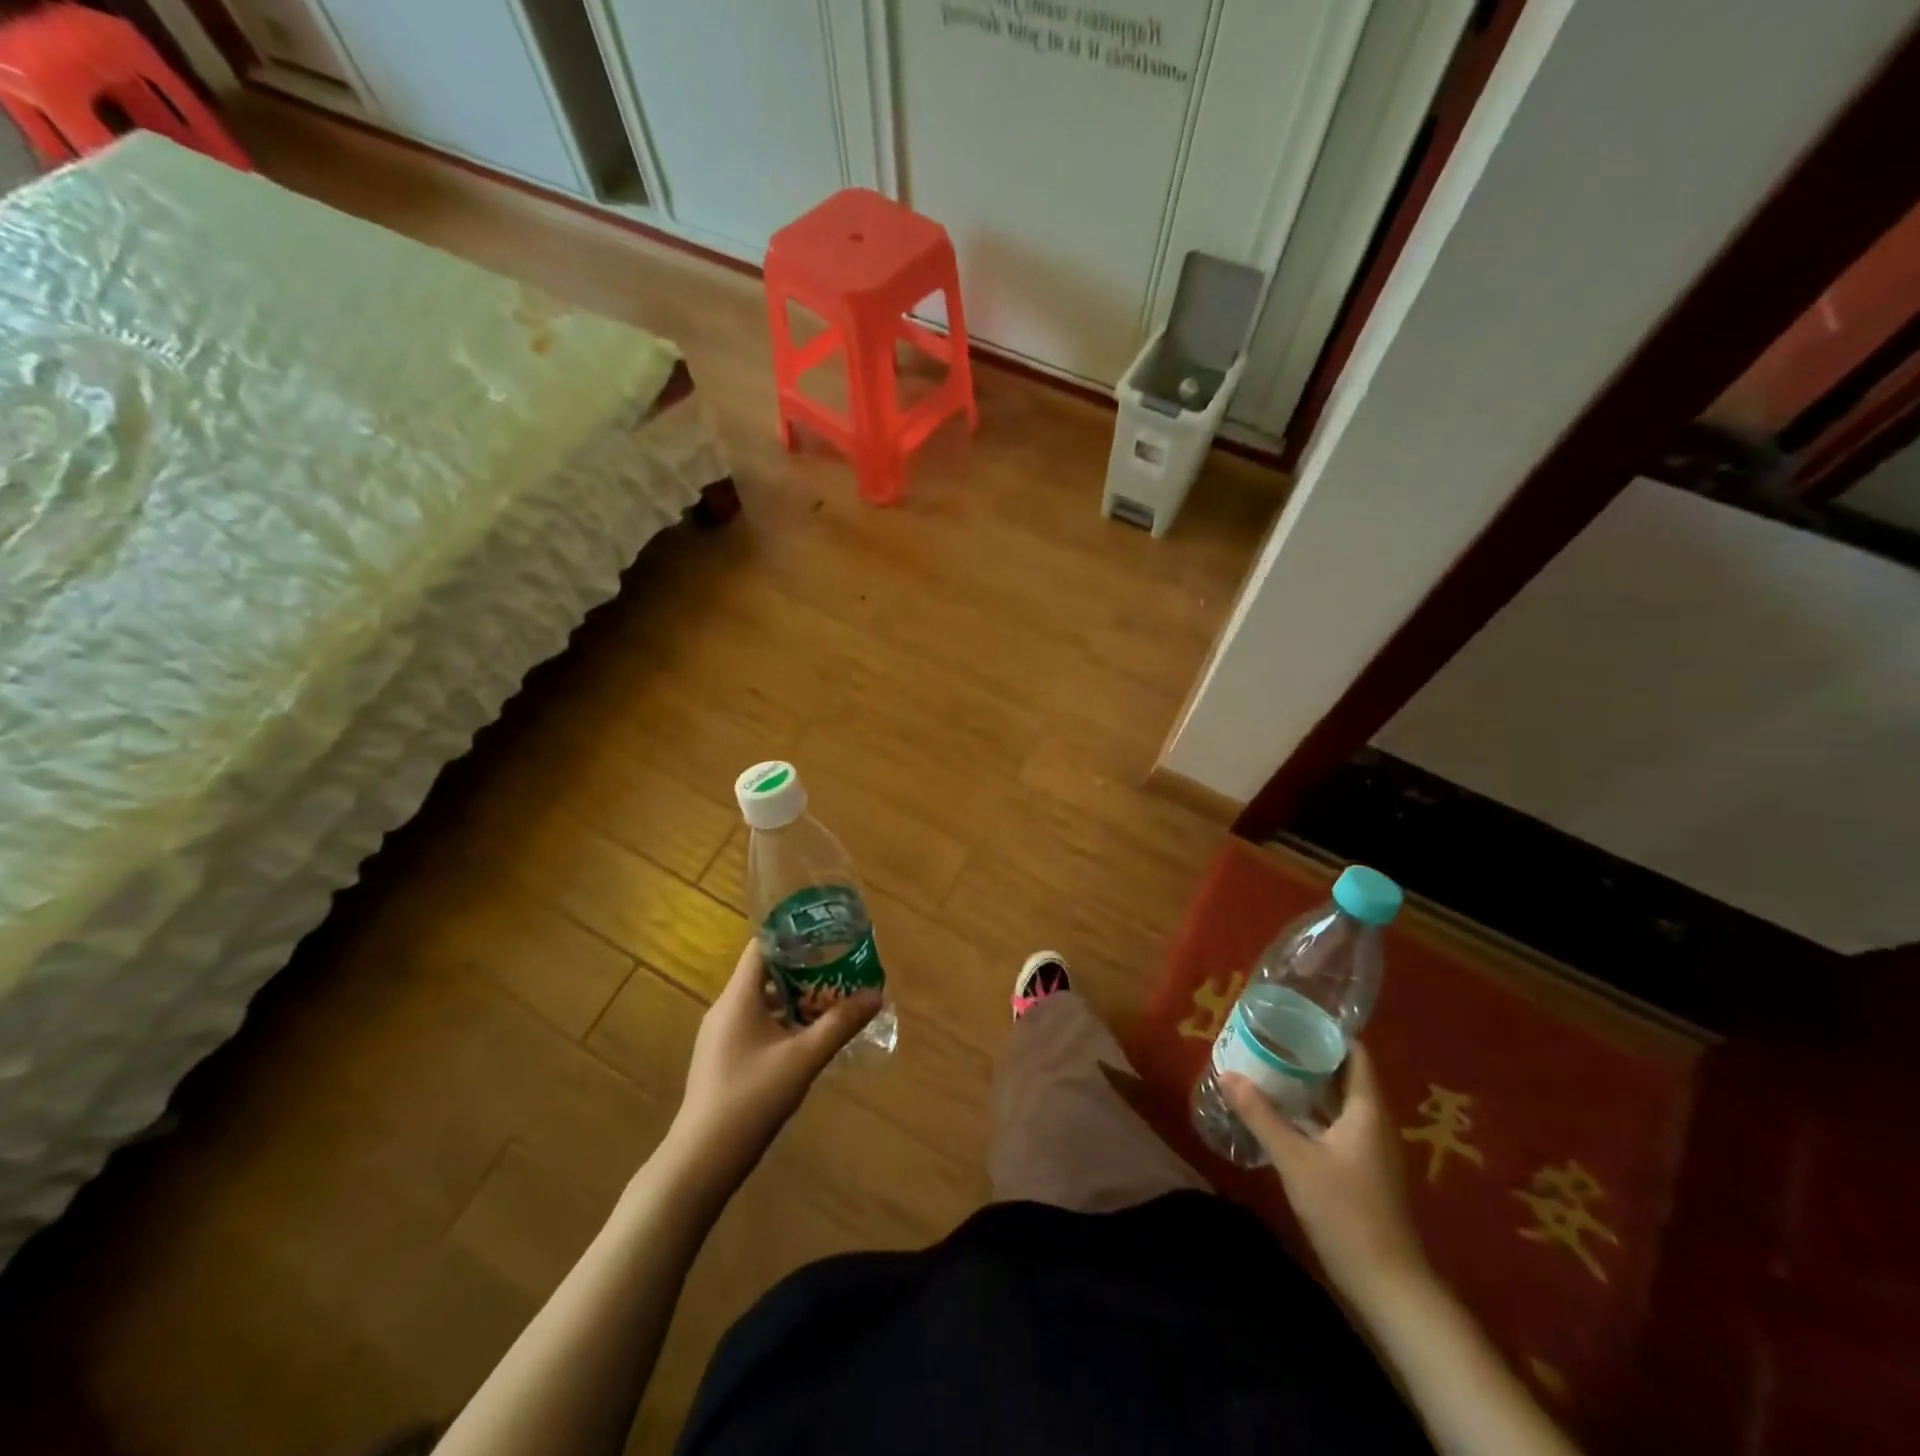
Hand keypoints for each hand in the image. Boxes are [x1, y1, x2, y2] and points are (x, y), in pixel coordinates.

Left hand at [662, 941, 879, 1196]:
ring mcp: (720, 1035)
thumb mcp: (804, 1059)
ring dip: (795, 999)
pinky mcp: (722, 1058)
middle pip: (765, 973)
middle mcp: (725, 1008)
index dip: (794, 935)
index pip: (762, 946)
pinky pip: (755, 1025)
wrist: (701, 1160)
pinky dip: (782, 1022)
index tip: (827, 934)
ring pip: (762, 1002)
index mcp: (738, 997)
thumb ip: (840, 1024)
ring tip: (832, 1000)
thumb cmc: (751, 1098)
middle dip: (804, 969)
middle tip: (840, 967)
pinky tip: (807, 1039)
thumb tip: (876, 993)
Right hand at [1222, 1043, 1427, 1301]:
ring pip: (1339, 1102)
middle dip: (1308, 1055)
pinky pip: (1337, 1125)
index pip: (1354, 1052)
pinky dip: (1312, 1112)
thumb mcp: (1295, 1160)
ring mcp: (1371, 1149)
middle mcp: (1374, 1122)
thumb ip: (1261, 1114)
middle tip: (1269, 1038)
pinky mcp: (1363, 1171)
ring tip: (1269, 1067)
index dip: (1325, 1031)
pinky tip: (1282, 1113)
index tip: (1290, 1015)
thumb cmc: (1346, 1212)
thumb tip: (1227, 1073)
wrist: (1389, 1286)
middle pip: (1344, 1074)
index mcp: (1367, 1110)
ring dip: (1308, 1085)